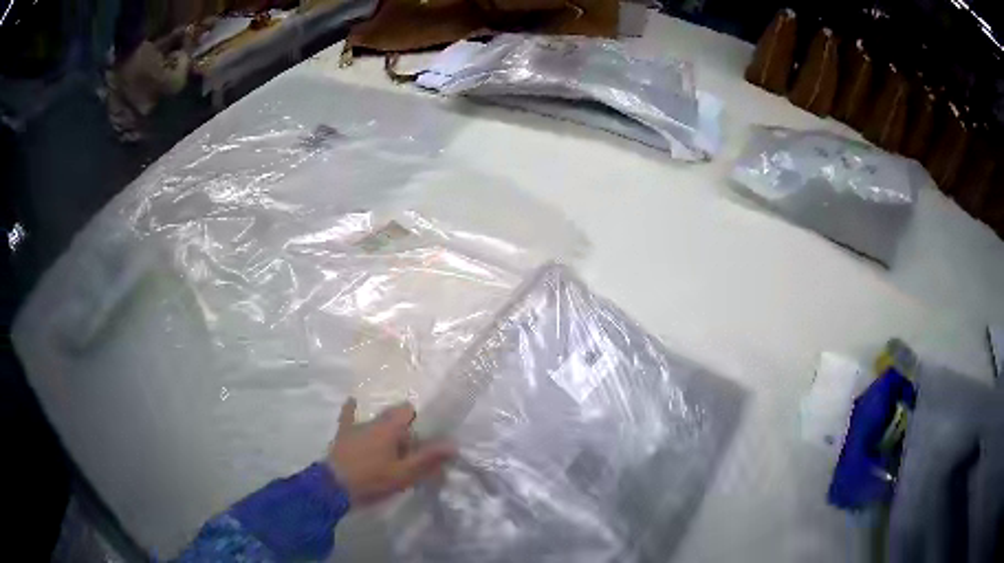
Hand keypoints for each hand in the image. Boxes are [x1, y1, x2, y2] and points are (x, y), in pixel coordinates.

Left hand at [328, 398, 454, 506]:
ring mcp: (354, 426)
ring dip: (385, 431)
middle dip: (403, 429)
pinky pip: (348, 417)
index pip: (408, 410)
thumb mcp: (404, 473)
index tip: (423, 440)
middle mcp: (372, 420)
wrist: (333, 487)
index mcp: (389, 426)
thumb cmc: (372, 479)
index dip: (418, 422)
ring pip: (376, 422)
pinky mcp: (342, 435)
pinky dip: (351, 410)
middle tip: (410, 451)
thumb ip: (428, 458)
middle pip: (393, 417)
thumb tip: (453, 444)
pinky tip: (352, 401)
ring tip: (390, 450)